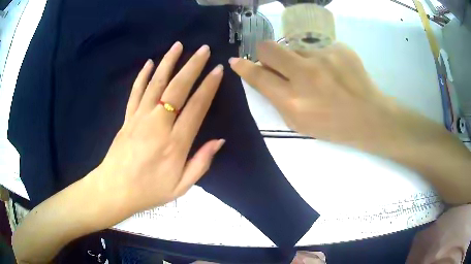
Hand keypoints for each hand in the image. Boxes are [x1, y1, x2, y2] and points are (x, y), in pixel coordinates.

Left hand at [94, 42, 224, 215]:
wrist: (114, 190)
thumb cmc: (149, 191)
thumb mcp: (181, 187)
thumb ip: (201, 162)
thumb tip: (219, 140)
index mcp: (175, 143)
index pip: (196, 107)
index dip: (209, 86)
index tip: (217, 70)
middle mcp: (158, 124)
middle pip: (177, 88)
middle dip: (192, 66)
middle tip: (203, 49)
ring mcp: (140, 118)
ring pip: (156, 83)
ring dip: (168, 62)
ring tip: (178, 46)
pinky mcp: (127, 117)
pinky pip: (135, 92)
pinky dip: (142, 76)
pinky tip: (149, 63)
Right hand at [229, 41, 395, 146]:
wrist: (370, 117)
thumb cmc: (333, 126)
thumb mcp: (299, 122)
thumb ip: (276, 98)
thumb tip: (261, 74)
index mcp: (294, 101)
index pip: (258, 76)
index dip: (244, 67)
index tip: (236, 60)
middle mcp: (306, 75)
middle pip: (269, 48)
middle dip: (266, 53)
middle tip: (276, 61)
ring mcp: (324, 57)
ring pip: (296, 48)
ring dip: (300, 58)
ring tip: (318, 74)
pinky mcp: (340, 48)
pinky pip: (319, 48)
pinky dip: (320, 58)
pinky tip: (334, 72)